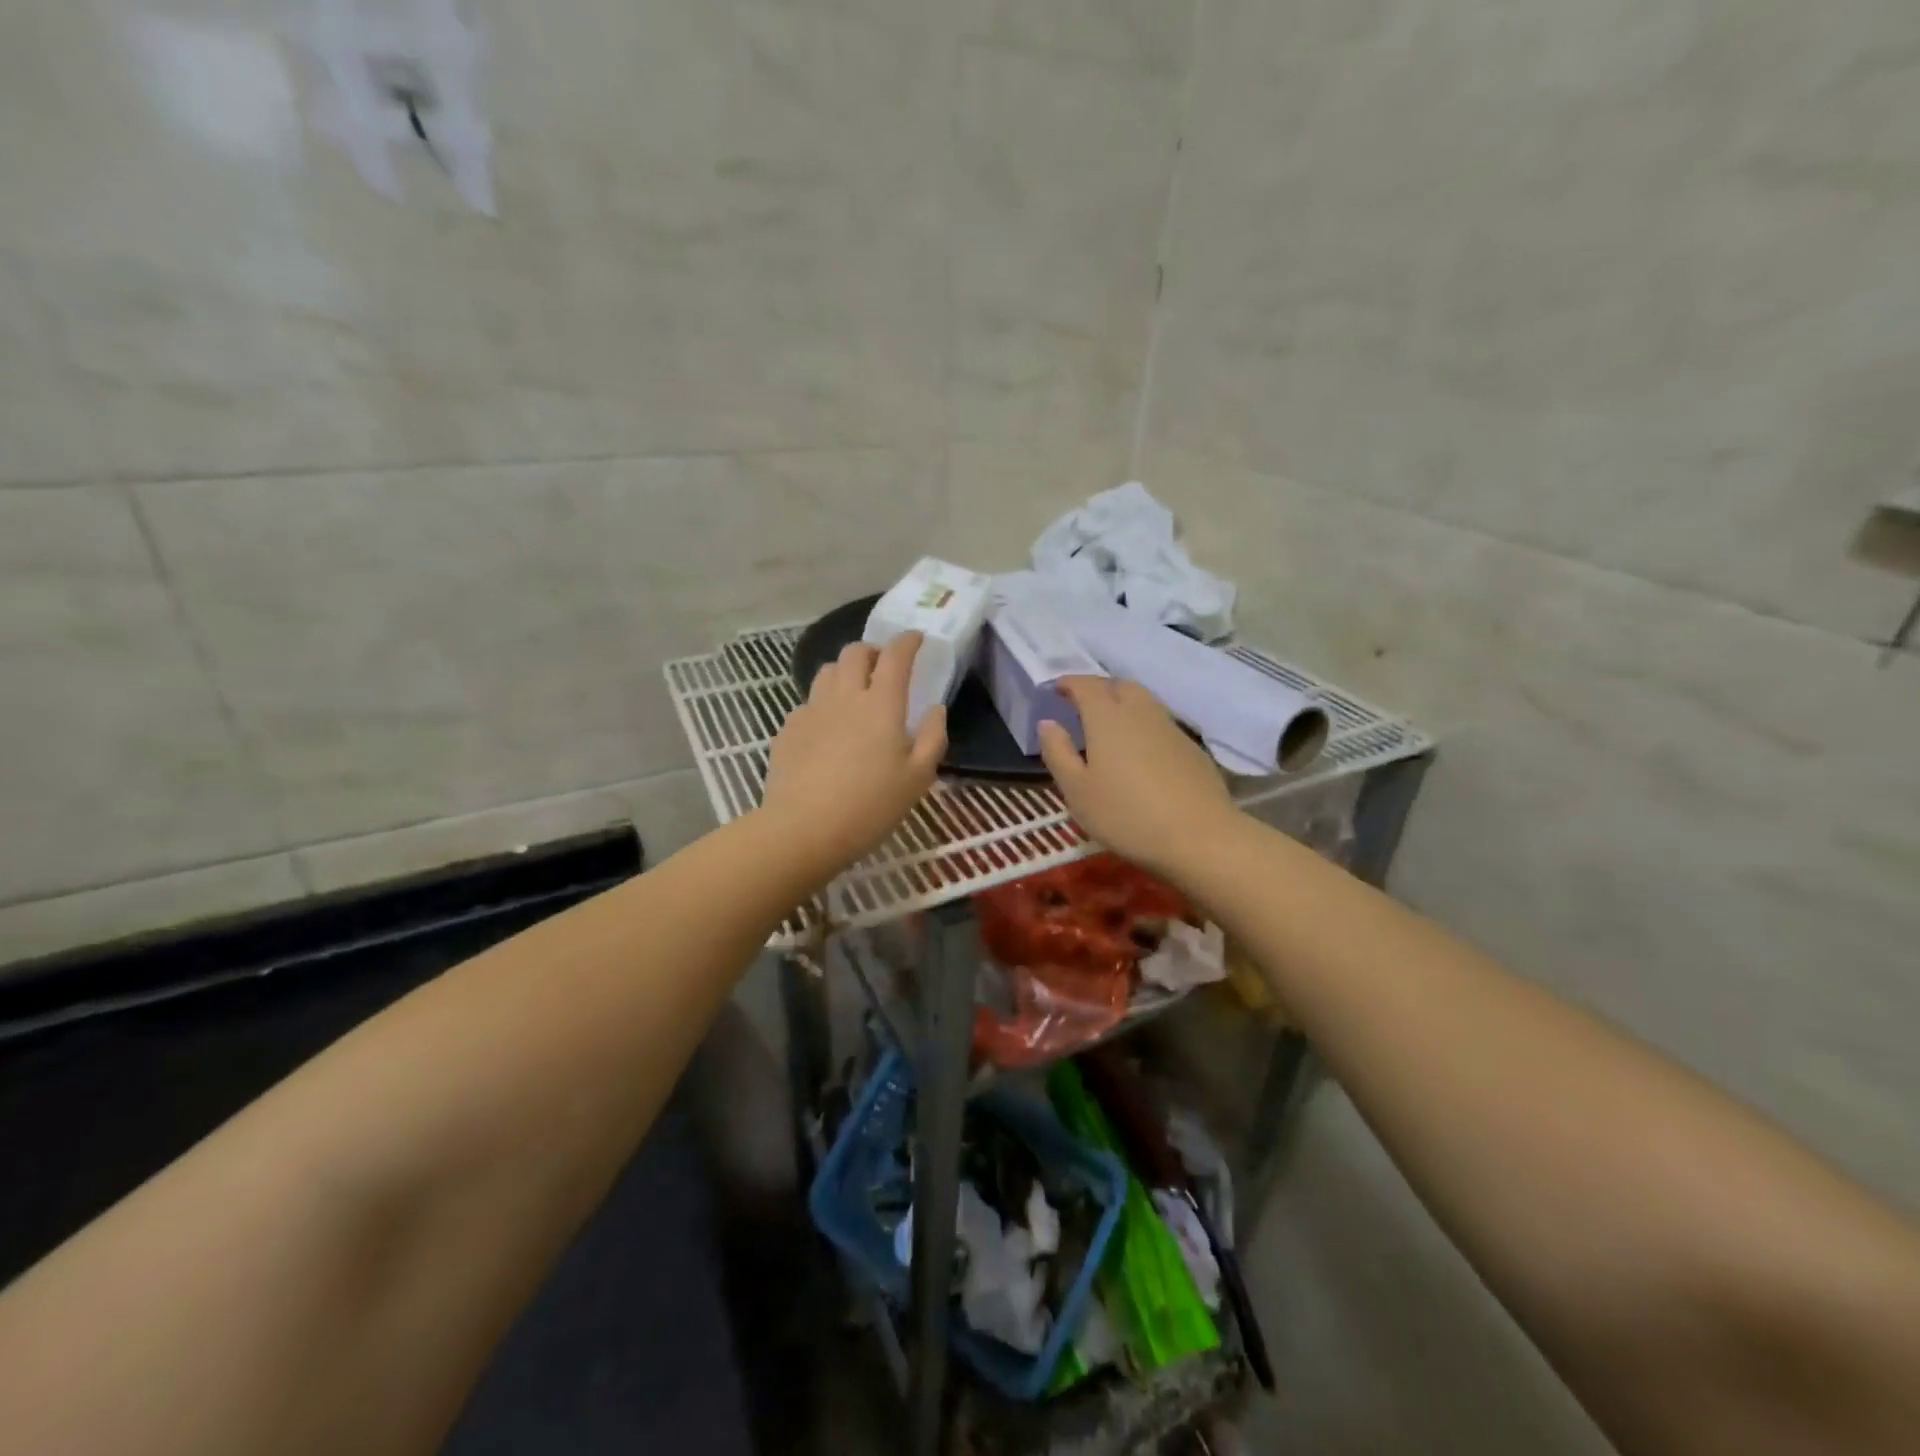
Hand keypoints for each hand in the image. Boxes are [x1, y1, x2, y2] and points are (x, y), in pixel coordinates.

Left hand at [758, 634, 946, 877]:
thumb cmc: (870, 806)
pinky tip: (827, 728)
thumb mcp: (918, 778)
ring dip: (844, 671)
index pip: (896, 655)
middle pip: (855, 652)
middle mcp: (844, 696)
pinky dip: (823, 703)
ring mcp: (811, 709)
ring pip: (827, 671)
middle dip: (873, 650)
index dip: (908, 641)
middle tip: (883, 666)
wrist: (803, 829)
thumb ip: (933, 737)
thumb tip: (935, 709)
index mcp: (881, 704)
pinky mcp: (788, 728)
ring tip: (854, 691)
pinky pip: (808, 702)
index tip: (917, 639)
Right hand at [1037, 677, 1239, 878]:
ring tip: (1108, 725)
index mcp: (1107, 717)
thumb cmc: (1126, 815)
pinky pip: (1159, 722)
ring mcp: (1170, 728)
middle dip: (1098, 688)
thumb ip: (1058, 752)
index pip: (1086, 685)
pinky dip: (1142, 724)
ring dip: (1123, 703)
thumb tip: (1048, 723)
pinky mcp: (1191, 748)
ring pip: (1143, 701)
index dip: (1069, 683)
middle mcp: (1140, 712)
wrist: (1199, 837)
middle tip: (1082, 705)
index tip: (1056, 689)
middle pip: (1119, 685)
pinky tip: (1139, 750)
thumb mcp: (1077, 790)